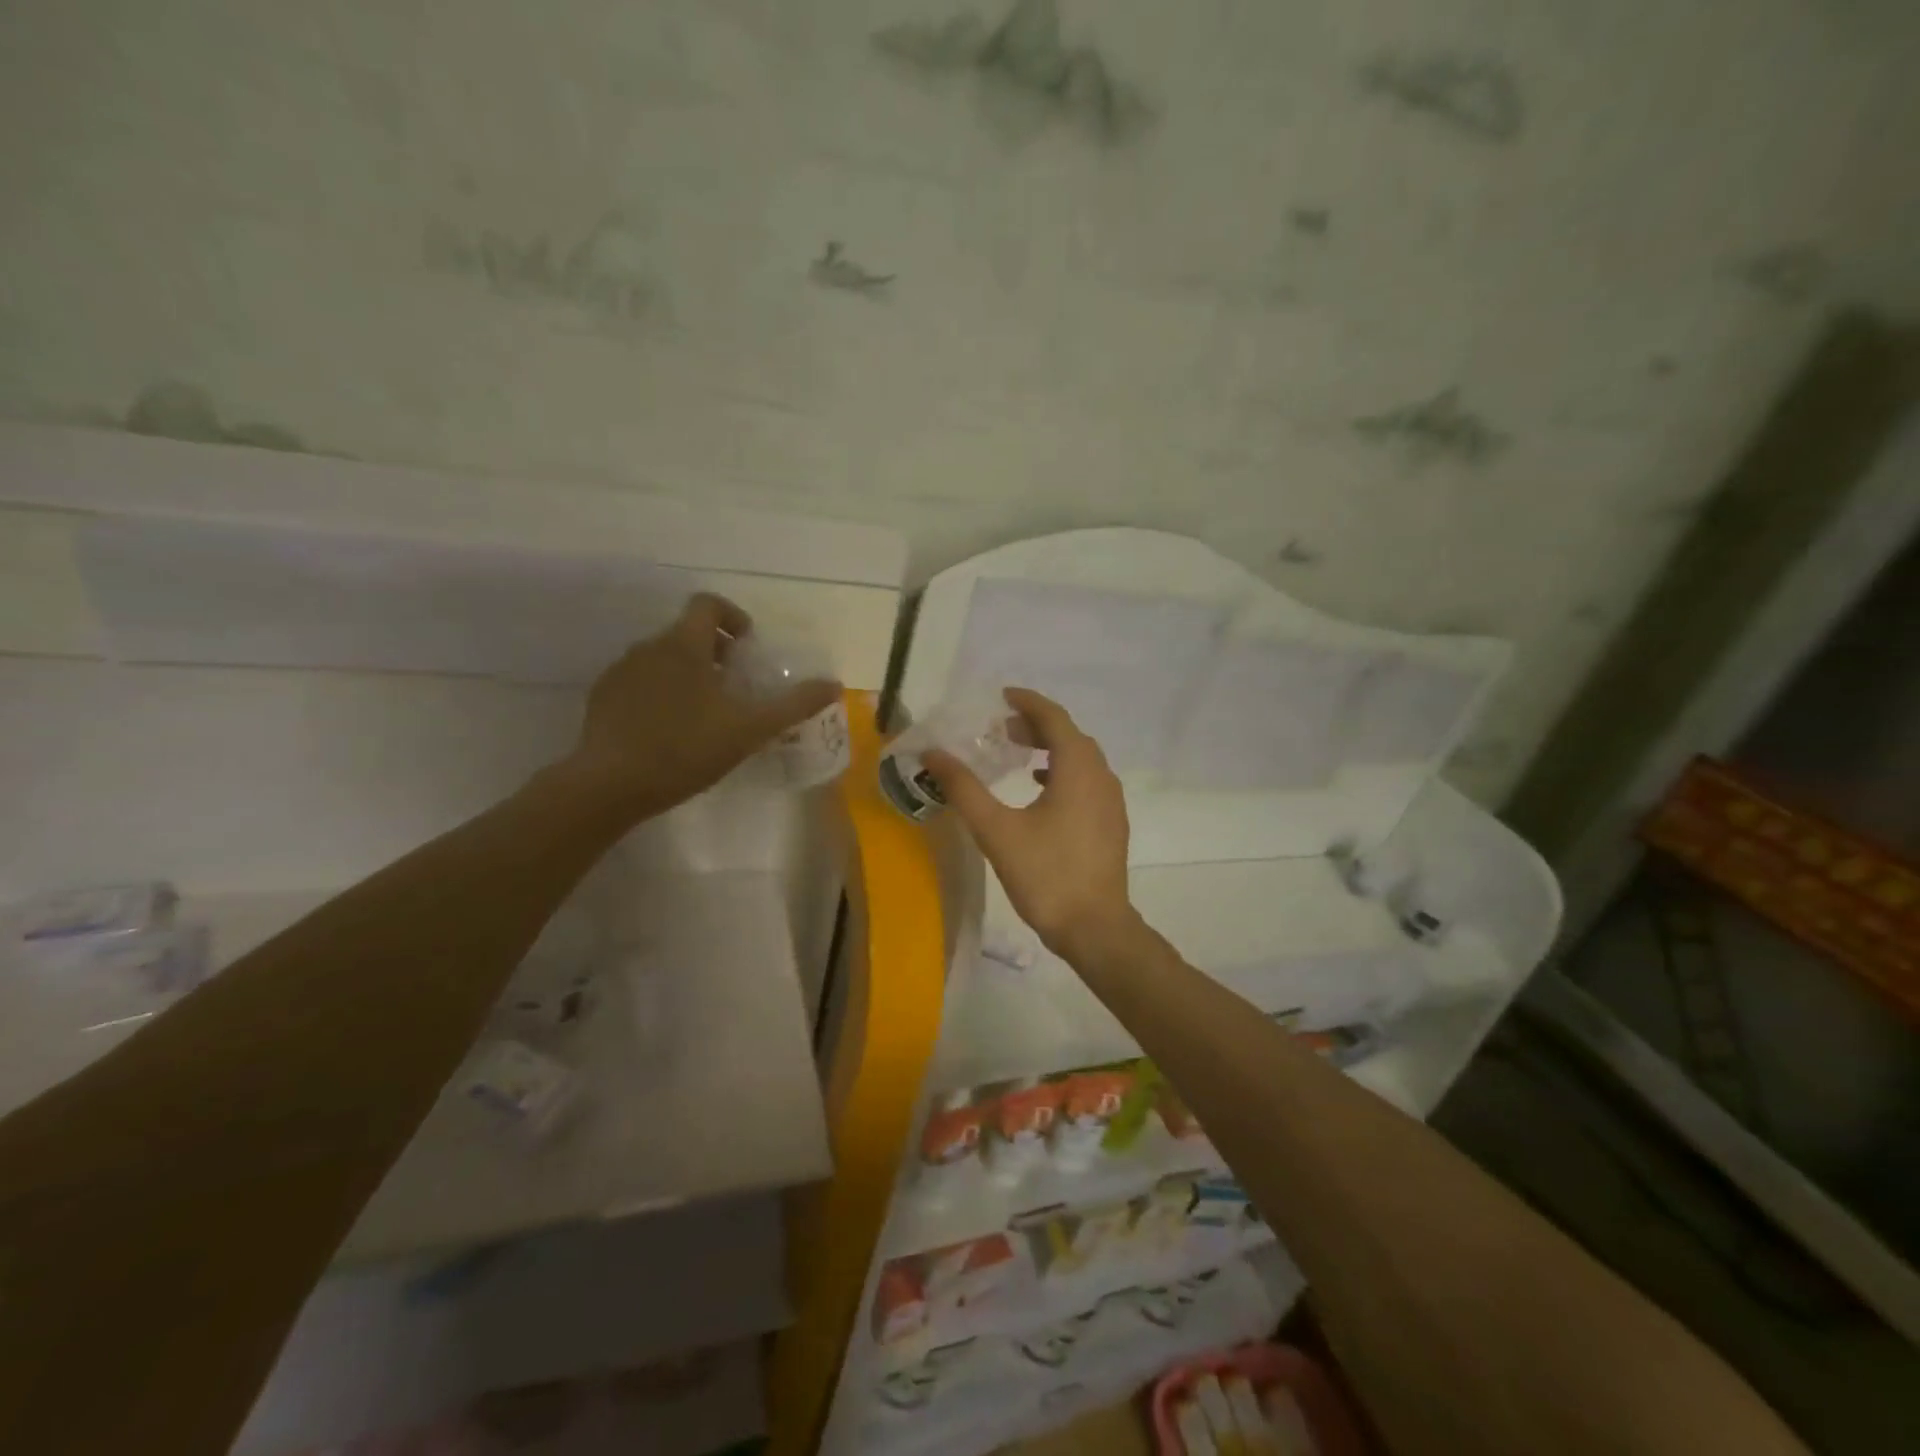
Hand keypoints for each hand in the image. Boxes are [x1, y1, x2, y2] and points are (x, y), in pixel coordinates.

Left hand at [559, 593, 840, 822]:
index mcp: (684, 645)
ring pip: (663, 658)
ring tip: (705, 713)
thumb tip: (833, 684)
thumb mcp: (750, 729)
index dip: (733, 617)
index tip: (748, 648)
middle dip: (715, 652)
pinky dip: (661, 693)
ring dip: (688, 673)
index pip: (707, 604)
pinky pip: (640, 682)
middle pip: (687, 632)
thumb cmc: (686, 749)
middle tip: (735, 687)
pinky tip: (670, 731)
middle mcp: (649, 647)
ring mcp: (621, 672)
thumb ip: (793, 704)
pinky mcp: (603, 698)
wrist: (610, 785)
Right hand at [924, 688, 1138, 961]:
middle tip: (1000, 728)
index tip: (1001, 696)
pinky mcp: (1111, 823)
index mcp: (1078, 768)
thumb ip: (963, 788)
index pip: (1054, 718)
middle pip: (1069, 735)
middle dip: (1036, 725)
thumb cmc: (1045, 874)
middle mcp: (1101, 776)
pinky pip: (1087, 781)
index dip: (1027, 702)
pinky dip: (1062, 772)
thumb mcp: (996, 830)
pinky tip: (1040, 790)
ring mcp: (1111, 801)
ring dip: (1050, 748)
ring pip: (1081, 759)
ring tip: (1017, 754)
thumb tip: (932, 753)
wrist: (1094, 928)